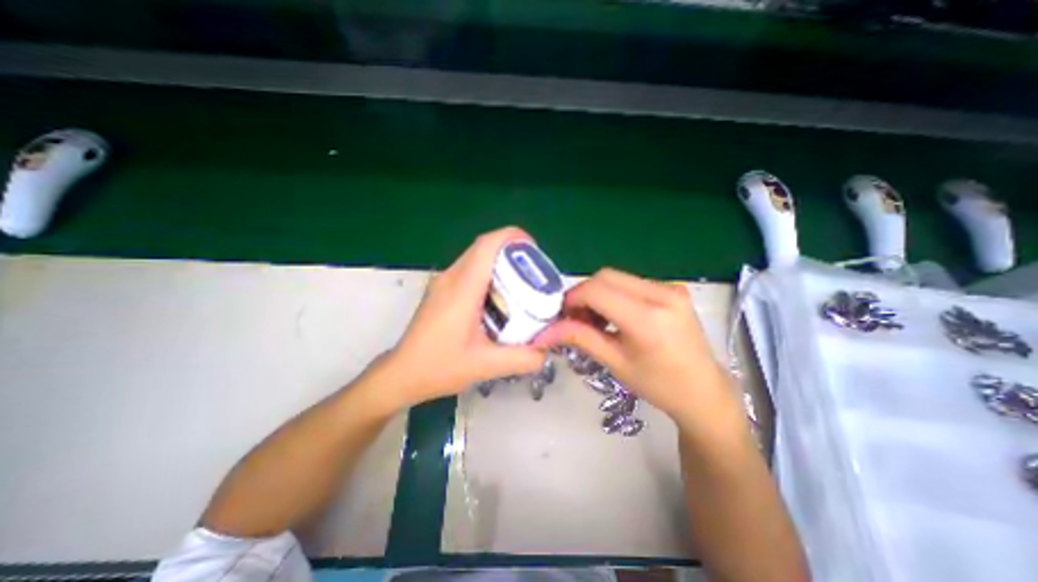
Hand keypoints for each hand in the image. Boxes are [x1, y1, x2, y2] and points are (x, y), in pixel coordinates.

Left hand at [380, 226, 542, 408]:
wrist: (402, 373)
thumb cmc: (439, 367)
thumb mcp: (486, 366)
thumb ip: (522, 358)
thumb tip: (546, 350)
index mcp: (462, 288)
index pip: (487, 245)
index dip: (512, 237)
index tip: (533, 249)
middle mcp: (451, 277)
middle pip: (483, 247)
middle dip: (511, 250)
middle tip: (533, 271)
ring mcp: (443, 282)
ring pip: (476, 257)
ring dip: (500, 261)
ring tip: (520, 282)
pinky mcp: (441, 289)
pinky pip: (469, 269)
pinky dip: (488, 272)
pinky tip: (499, 296)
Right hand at [540, 268, 732, 422]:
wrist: (704, 391)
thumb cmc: (658, 385)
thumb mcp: (614, 363)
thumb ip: (580, 338)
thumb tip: (545, 331)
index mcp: (647, 318)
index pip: (596, 290)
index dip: (572, 299)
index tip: (562, 316)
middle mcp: (661, 294)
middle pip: (605, 276)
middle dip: (583, 294)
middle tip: (576, 318)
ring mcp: (670, 288)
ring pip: (617, 277)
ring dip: (598, 293)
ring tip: (596, 319)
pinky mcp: (673, 288)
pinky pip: (631, 282)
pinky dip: (614, 294)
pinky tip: (615, 315)